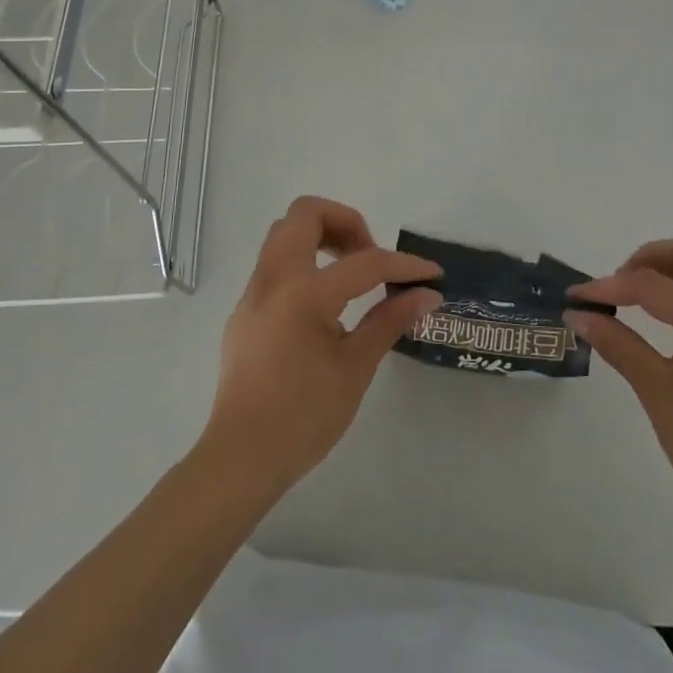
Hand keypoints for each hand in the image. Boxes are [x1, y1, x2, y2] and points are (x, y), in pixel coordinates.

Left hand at [199, 196, 441, 496]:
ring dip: (321, 236)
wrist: (240, 459)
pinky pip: (275, 263)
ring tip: (350, 273)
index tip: (431, 274)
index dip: (404, 265)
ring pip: (284, 233)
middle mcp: (274, 279)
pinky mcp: (245, 310)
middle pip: (306, 214)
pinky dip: (304, 262)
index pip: (365, 262)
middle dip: (346, 222)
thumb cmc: (303, 417)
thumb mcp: (355, 368)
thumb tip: (427, 295)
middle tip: (370, 256)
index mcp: (304, 293)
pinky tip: (324, 303)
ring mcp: (253, 292)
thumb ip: (389, 321)